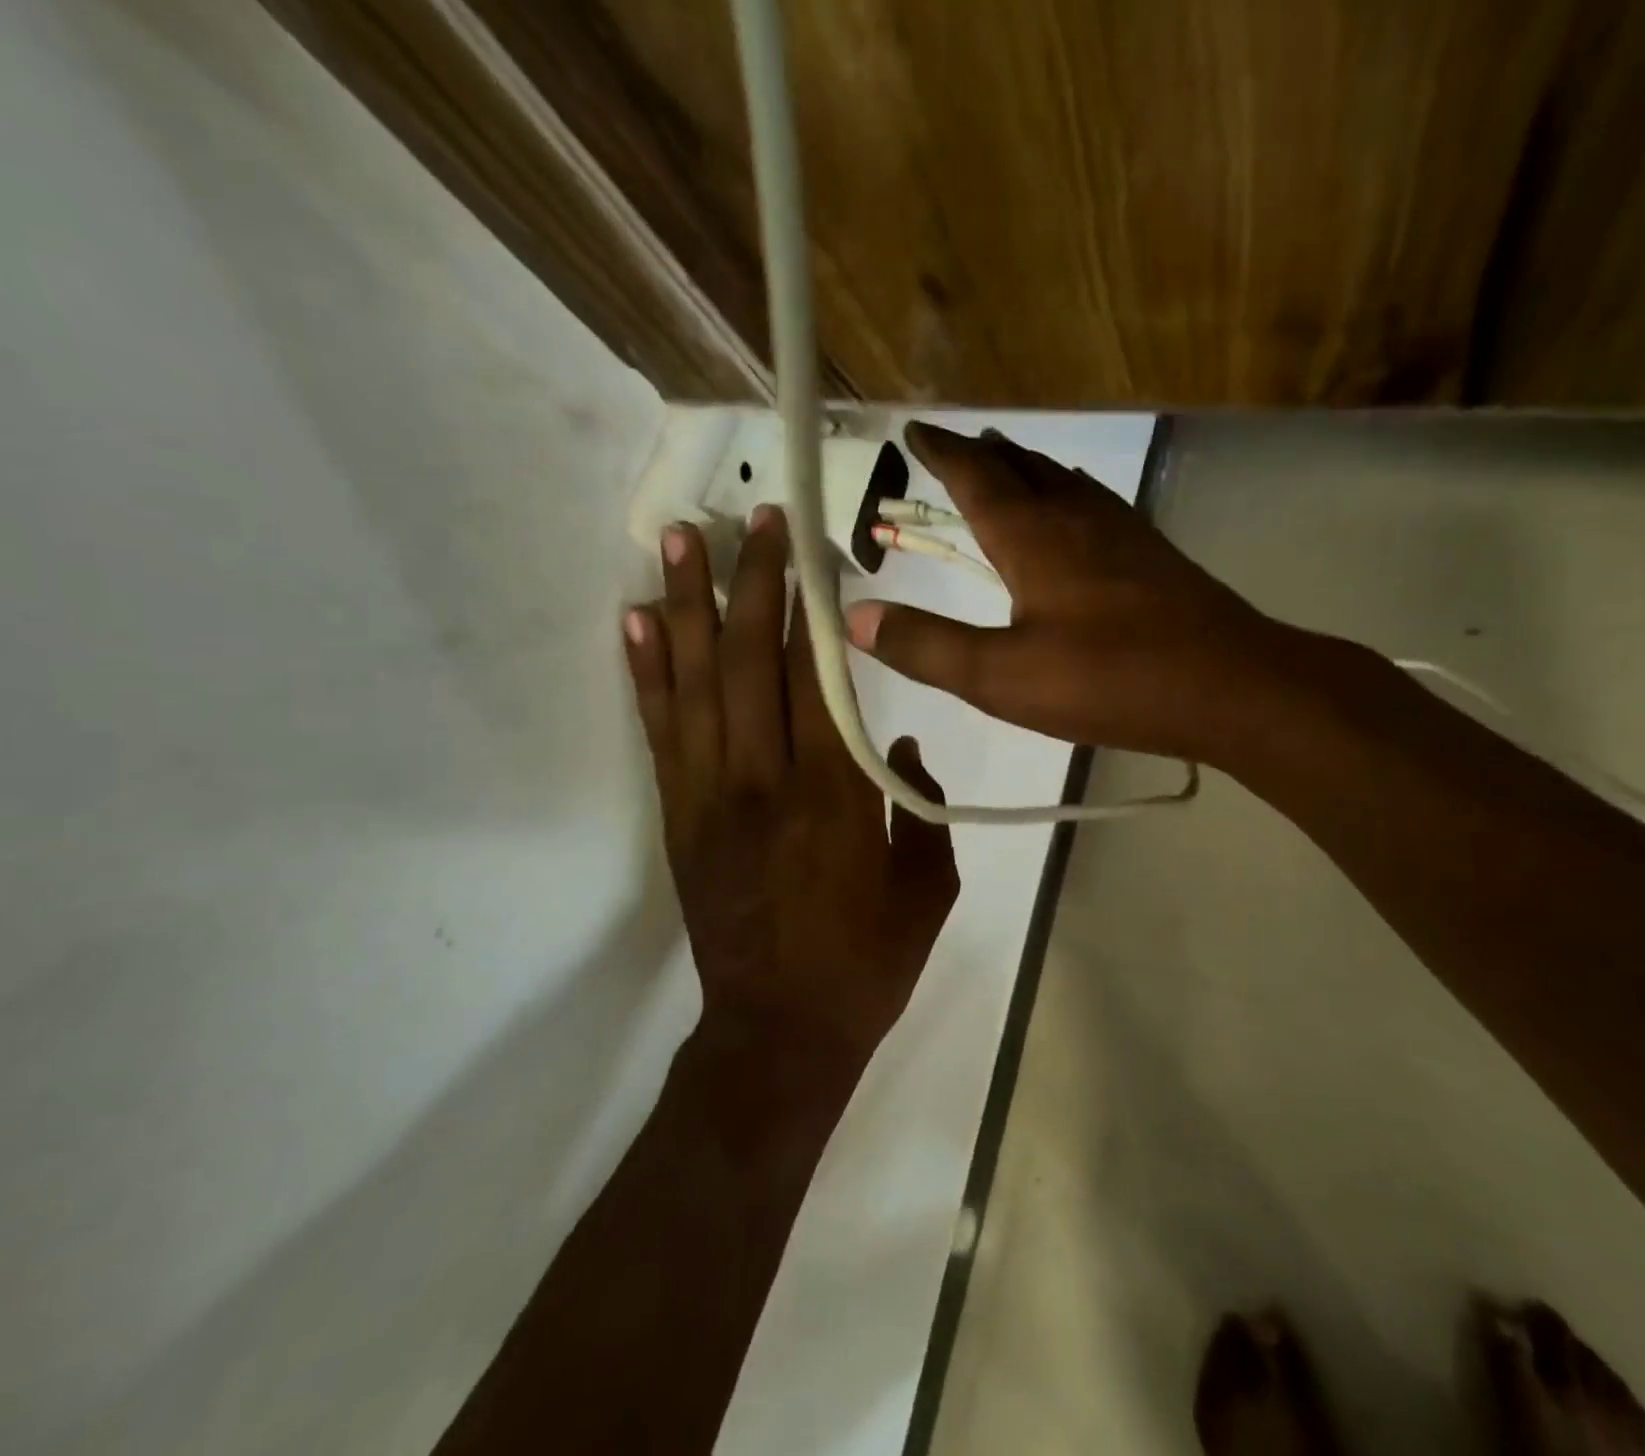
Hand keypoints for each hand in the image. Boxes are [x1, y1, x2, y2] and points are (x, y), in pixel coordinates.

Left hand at [624, 507, 958, 1065]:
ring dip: (690, 604)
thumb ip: (921, 805)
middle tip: (754, 517)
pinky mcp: (679, 817)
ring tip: (681, 539)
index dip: (814, 608)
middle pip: (753, 662)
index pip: (820, 680)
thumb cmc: (866, 964)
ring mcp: (711, 797)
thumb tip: (897, 740)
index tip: (813, 551)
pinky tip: (641, 619)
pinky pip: (661, 730)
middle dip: (755, 581)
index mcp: (837, 798)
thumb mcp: (927, 889)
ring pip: (697, 683)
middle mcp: (766, 782)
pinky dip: (649, 670)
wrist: (779, 1033)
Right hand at [844, 422, 1286, 763]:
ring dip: (1027, 470)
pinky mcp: (1154, 555)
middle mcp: (1076, 516)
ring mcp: (1122, 531)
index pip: (974, 476)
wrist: (1228, 685)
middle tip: (957, 448)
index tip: (915, 431)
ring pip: (1063, 482)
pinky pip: (1095, 505)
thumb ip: (928, 647)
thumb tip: (857, 617)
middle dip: (982, 455)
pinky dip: (1067, 496)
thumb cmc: (1108, 679)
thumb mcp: (1002, 677)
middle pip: (1021, 468)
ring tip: (1008, 467)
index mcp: (1032, 535)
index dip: (941, 452)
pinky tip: (1077, 518)